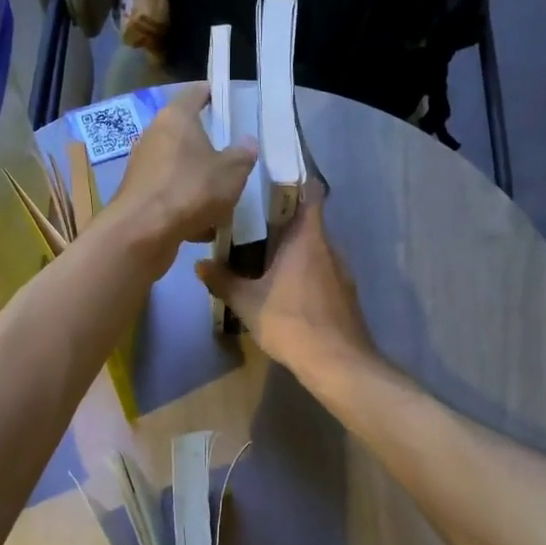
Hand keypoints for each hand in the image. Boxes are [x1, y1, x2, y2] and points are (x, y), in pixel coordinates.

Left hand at [109, 82, 257, 261]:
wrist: (142, 232)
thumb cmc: (190, 190)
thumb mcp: (231, 173)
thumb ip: (242, 156)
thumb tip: (247, 143)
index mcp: (176, 117)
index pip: (195, 93)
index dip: (212, 94)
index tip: (226, 100)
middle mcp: (154, 135)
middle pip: (185, 133)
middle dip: (207, 145)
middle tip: (231, 156)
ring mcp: (143, 166)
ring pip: (178, 168)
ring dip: (197, 180)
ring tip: (221, 198)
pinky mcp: (139, 195)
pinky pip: (170, 194)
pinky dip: (185, 205)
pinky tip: (202, 226)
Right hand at [196, 183, 376, 379]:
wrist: (337, 362)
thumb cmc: (290, 322)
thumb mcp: (247, 303)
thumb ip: (223, 280)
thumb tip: (199, 264)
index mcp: (308, 238)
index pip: (311, 192)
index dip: (296, 182)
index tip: (273, 183)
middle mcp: (329, 247)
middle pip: (309, 222)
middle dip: (283, 222)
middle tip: (252, 225)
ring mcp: (342, 271)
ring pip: (316, 249)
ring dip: (294, 250)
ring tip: (264, 257)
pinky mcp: (346, 294)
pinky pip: (322, 271)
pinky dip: (305, 272)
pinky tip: (285, 289)